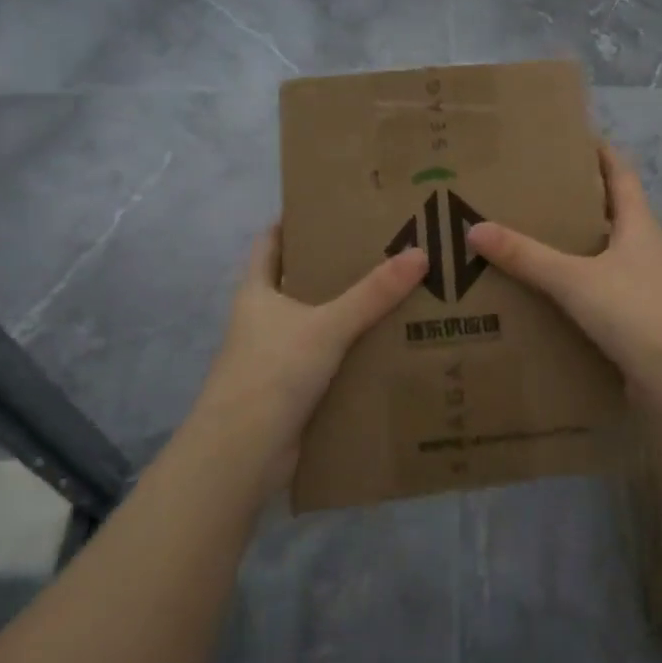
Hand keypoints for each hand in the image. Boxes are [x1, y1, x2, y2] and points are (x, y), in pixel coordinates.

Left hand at [191, 226, 428, 489]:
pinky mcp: (295, 389)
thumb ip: (373, 293)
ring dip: (351, 311)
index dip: (295, 221)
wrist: (241, 456)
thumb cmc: (272, 373)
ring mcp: (278, 356)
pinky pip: (331, 359)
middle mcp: (265, 320)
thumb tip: (420, 253)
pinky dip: (355, 350)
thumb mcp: (327, 325)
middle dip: (337, 265)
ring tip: (399, 288)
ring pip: (320, 322)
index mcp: (258, 292)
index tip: (334, 206)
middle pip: (301, 280)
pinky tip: (391, 342)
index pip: (271, 242)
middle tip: (385, 245)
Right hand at [466, 144, 661, 381]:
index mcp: (637, 225)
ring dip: (576, 242)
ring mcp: (642, 283)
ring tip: (533, 236)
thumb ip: (527, 256)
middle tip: (536, 189)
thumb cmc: (634, 311)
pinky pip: (599, 287)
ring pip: (604, 251)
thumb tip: (476, 228)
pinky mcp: (635, 316)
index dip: (602, 154)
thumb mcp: (574, 279)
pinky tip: (547, 290)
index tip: (574, 138)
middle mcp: (643, 248)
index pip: (621, 175)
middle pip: (612, 211)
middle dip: (579, 198)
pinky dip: (576, 282)